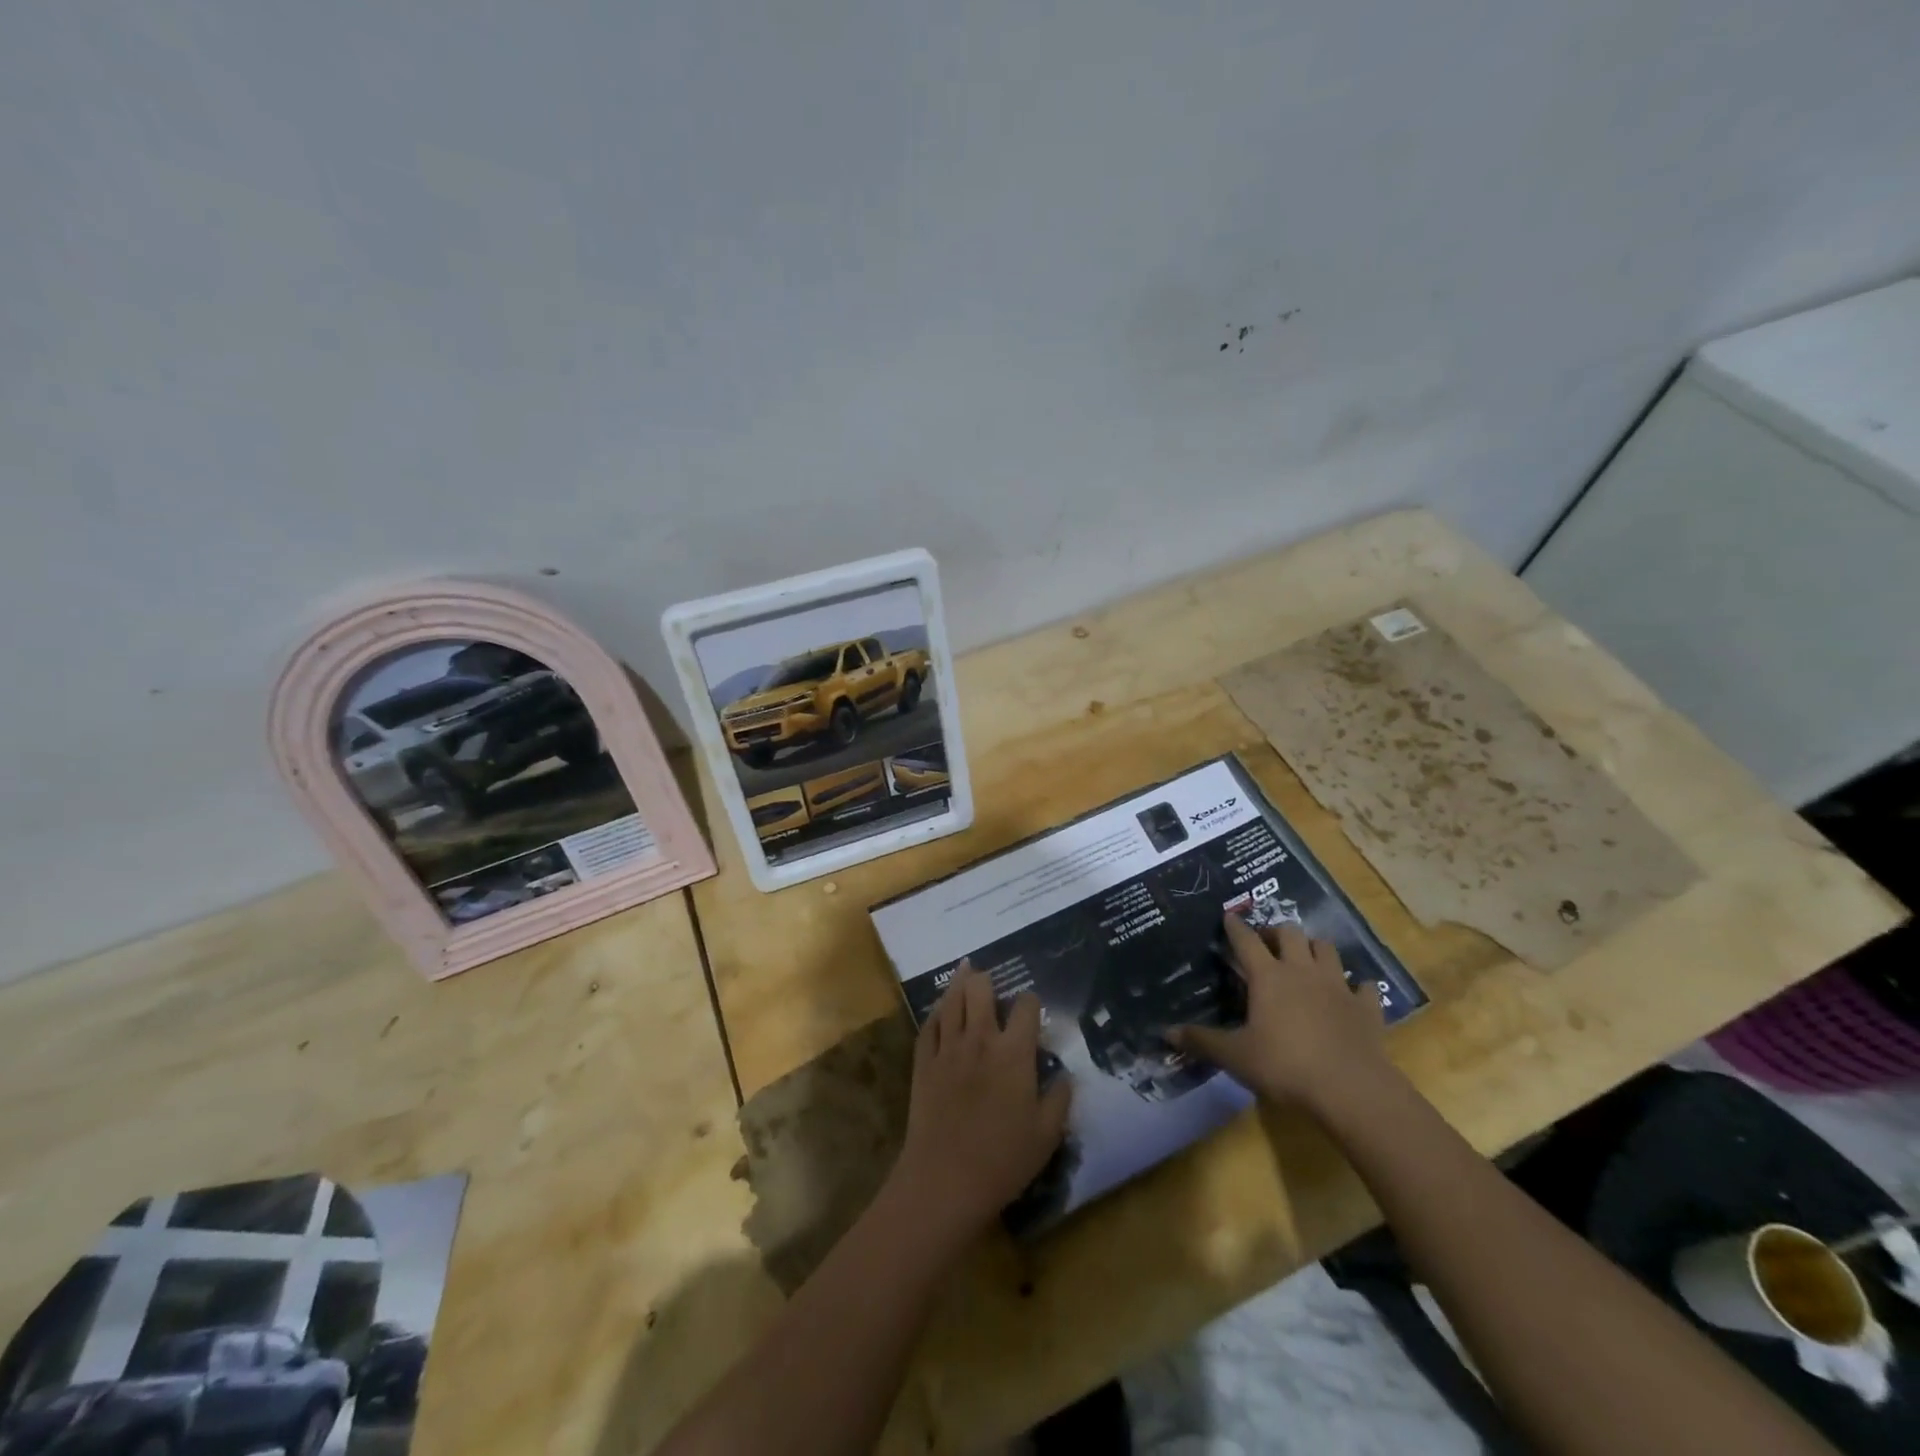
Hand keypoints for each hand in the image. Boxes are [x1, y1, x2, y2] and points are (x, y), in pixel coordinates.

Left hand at [890, 963, 1071, 1248]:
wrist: (944, 1180)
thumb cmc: (1003, 1159)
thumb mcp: (1047, 1134)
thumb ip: (1059, 1098)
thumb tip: (1064, 1074)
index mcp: (1014, 1053)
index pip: (1026, 1008)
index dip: (1031, 1002)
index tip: (1032, 1009)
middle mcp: (980, 1039)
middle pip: (980, 991)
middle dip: (987, 980)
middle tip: (989, 979)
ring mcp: (948, 1048)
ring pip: (951, 1001)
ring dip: (959, 982)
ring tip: (965, 969)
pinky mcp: (923, 1063)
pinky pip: (928, 1026)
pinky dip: (936, 1011)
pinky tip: (940, 1008)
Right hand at [1170, 916, 1387, 1111]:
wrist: (1352, 1090)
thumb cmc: (1286, 1066)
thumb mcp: (1235, 1056)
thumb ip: (1201, 1041)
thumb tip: (1166, 1032)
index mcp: (1268, 977)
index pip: (1246, 940)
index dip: (1235, 927)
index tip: (1228, 916)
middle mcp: (1302, 971)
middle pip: (1290, 933)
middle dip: (1277, 932)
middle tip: (1267, 943)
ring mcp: (1338, 986)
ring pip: (1327, 949)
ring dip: (1314, 949)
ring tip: (1305, 959)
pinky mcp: (1366, 1008)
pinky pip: (1364, 986)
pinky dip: (1356, 986)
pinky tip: (1352, 994)